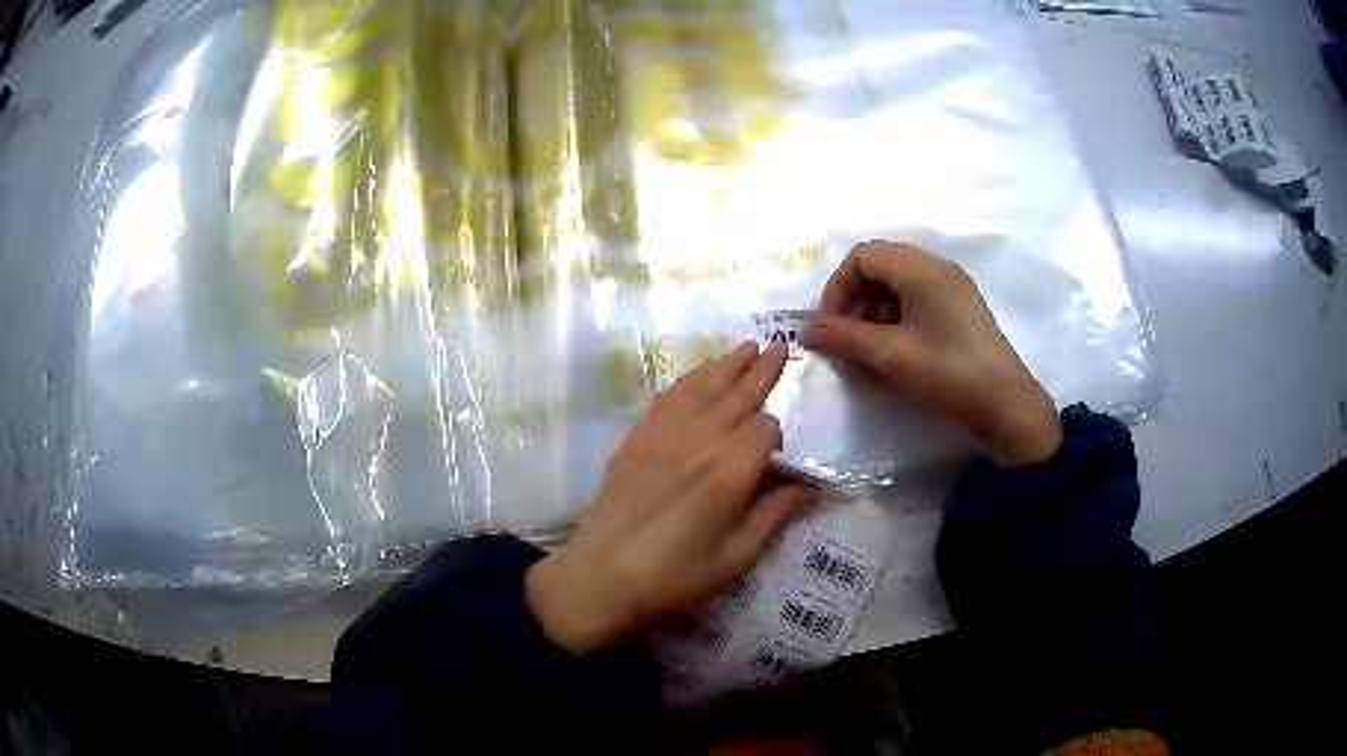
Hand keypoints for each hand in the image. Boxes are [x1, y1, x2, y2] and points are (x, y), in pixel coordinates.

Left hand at [525, 342, 819, 655]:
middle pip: (737, 395)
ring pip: (702, 387)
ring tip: (747, 346)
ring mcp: (662, 436)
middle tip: (781, 346)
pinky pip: (668, 398)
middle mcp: (699, 443)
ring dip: (727, 365)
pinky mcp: (635, 439)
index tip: (780, 453)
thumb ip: (773, 516)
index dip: (778, 435)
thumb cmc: (673, 580)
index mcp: (729, 474)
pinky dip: (688, 380)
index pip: (766, 430)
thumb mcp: (734, 560)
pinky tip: (698, 376)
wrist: (599, 580)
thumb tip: (810, 488)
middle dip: (762, 371)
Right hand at [805, 241, 1060, 467]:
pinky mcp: (961, 306)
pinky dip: (897, 314)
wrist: (1006, 404)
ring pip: (899, 281)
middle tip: (845, 335)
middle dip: (855, 296)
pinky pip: (918, 295)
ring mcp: (953, 285)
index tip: (830, 325)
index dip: (838, 287)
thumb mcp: (891, 355)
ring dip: (874, 307)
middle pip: (880, 264)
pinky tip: (896, 346)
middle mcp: (937, 266)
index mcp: (920, 268)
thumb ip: (846, 337)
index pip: (863, 256)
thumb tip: (809, 331)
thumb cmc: (947, 372)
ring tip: (869, 345)